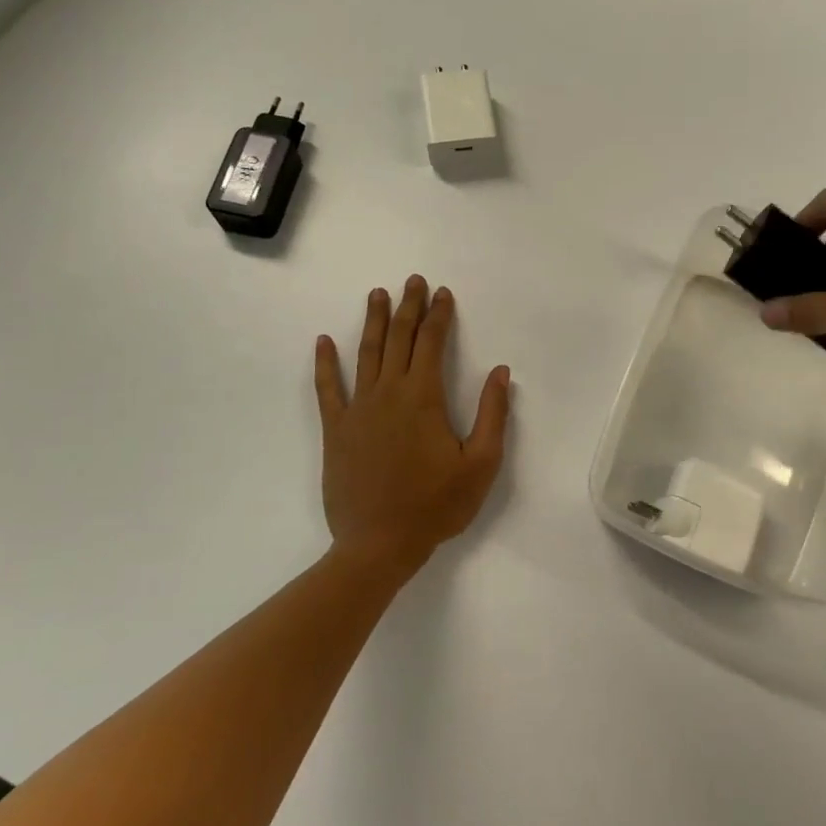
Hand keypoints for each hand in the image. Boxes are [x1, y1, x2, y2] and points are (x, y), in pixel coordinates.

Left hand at [314, 277, 512, 578]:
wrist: (379, 544)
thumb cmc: (436, 505)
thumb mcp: (481, 464)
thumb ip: (493, 414)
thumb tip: (501, 372)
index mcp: (423, 397)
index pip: (431, 343)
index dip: (439, 315)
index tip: (442, 293)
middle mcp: (388, 393)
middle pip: (399, 339)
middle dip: (408, 307)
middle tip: (412, 281)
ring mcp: (358, 409)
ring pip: (366, 353)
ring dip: (373, 322)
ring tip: (377, 295)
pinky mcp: (336, 429)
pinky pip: (328, 388)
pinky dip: (325, 363)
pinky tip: (324, 341)